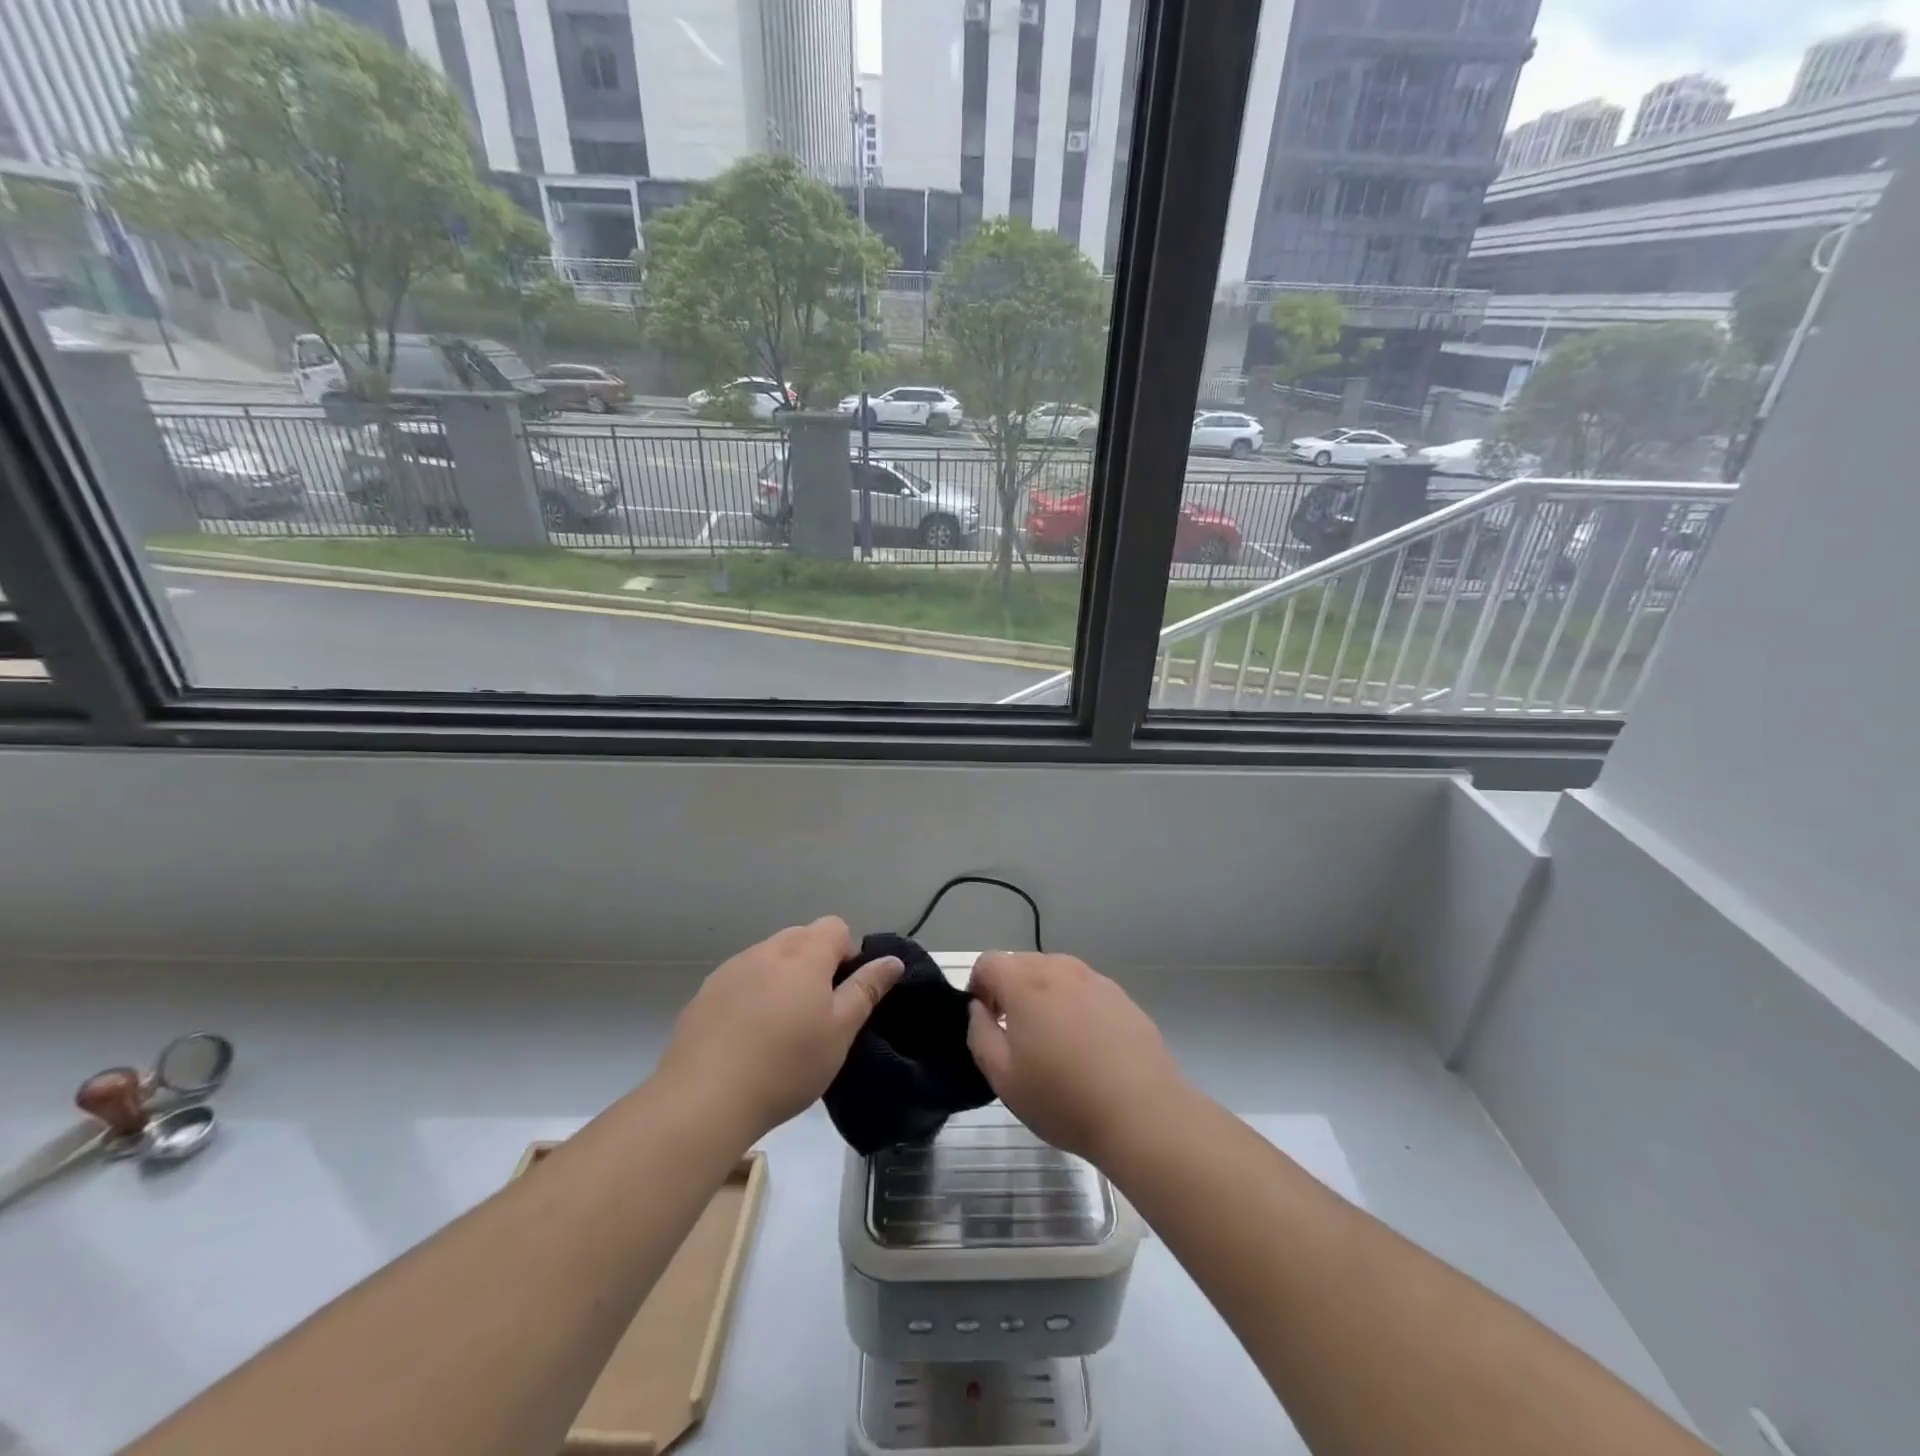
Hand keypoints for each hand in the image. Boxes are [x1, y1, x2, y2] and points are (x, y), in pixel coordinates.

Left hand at [657, 917, 903, 1140]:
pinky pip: (740, 978)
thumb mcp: (840, 1032)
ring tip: (780, 1027)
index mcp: (804, 954)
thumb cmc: (787, 1065)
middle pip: (801, 938)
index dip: (847, 954)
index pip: (835, 927)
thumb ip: (867, 989)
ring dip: (782, 977)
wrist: (704, 1099)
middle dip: (815, 963)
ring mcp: (732, 968)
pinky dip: (751, 994)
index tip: (843, 994)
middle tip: (816, 1012)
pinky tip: (746, 1036)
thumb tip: (893, 960)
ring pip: (769, 957)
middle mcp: (767, 950)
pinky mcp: (705, 993)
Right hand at [965, 952, 1188, 1164]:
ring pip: (1054, 973)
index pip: (988, 962)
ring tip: (1052, 1040)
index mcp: (1026, 983)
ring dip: (1042, 995)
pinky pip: (1084, 988)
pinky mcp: (1121, 996)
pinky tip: (1085, 1045)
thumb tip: (979, 1009)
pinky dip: (1074, 1004)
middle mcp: (1060, 969)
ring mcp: (1095, 979)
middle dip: (1009, 989)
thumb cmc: (1063, 1099)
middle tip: (1015, 1033)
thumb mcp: (1003, 1077)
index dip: (978, 987)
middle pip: (1021, 963)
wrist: (1142, 1113)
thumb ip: (980, 1033)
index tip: (987, 1020)